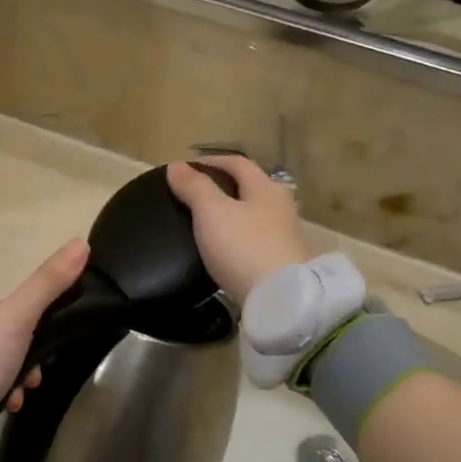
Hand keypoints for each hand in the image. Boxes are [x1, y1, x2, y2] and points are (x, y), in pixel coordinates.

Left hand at [0, 240, 88, 433]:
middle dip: (20, 359)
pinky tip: (0, 409)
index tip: (38, 350)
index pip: (2, 306)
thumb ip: (48, 283)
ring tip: (16, 399)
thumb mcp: (18, 318)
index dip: (26, 328)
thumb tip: (81, 243)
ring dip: (9, 379)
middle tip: (32, 380)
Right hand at [165, 156, 308, 303]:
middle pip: (248, 187)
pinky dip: (236, 237)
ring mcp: (284, 235)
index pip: (237, 162)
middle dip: (221, 187)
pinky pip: (253, 239)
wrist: (280, 300)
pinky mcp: (281, 262)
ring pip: (252, 214)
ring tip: (202, 223)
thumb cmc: (244, 248)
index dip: (210, 161)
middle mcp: (280, 206)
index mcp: (265, 188)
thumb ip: (194, 187)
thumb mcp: (212, 213)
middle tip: (191, 196)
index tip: (185, 169)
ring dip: (229, 213)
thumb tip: (176, 165)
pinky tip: (222, 249)